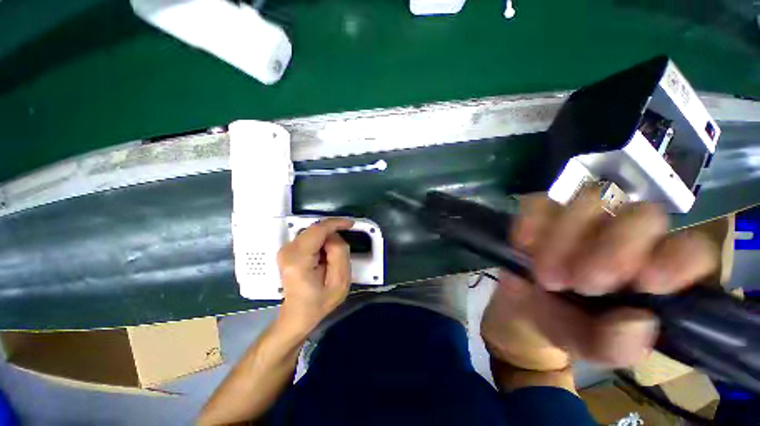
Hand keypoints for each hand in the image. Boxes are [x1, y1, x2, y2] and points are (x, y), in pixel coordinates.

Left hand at [276, 218, 353, 333]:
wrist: (297, 315)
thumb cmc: (319, 302)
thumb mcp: (339, 282)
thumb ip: (339, 254)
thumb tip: (334, 237)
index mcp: (298, 259)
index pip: (318, 230)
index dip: (336, 223)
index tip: (351, 224)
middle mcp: (288, 250)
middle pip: (315, 229)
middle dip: (332, 235)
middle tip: (341, 253)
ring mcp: (285, 249)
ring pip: (313, 232)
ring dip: (327, 239)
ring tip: (332, 259)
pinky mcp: (287, 250)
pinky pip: (309, 237)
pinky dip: (321, 241)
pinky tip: (325, 256)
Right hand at [483, 189, 717, 368]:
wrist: (522, 307)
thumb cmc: (567, 327)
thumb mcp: (591, 346)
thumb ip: (617, 345)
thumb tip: (638, 321)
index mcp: (653, 271)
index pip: (691, 249)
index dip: (678, 259)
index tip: (648, 283)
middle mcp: (626, 236)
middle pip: (642, 215)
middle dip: (614, 249)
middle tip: (582, 284)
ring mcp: (583, 218)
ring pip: (589, 201)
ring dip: (565, 239)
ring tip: (546, 275)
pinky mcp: (543, 213)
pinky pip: (540, 204)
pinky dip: (532, 223)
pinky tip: (524, 246)